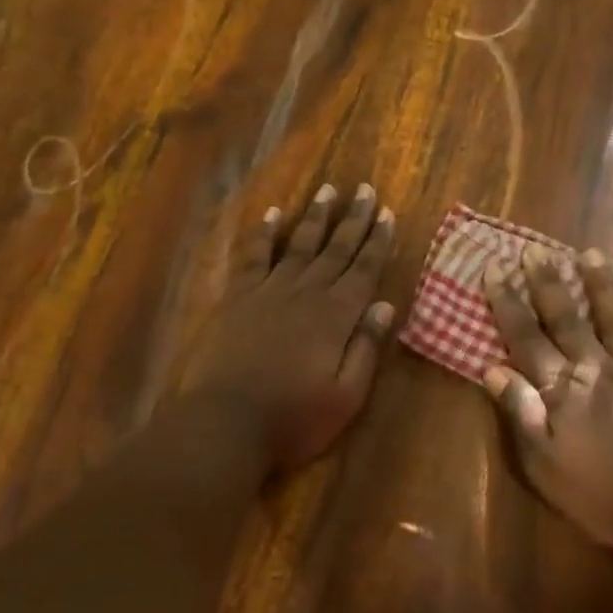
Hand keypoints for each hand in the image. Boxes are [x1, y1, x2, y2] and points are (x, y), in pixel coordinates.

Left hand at [185, 182, 396, 473]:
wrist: (225, 423)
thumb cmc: (293, 418)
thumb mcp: (346, 396)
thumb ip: (366, 347)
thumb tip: (385, 305)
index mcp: (336, 316)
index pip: (364, 270)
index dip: (377, 241)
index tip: (387, 213)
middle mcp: (306, 293)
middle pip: (335, 249)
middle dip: (353, 219)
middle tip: (364, 189)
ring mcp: (269, 291)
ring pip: (298, 244)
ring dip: (315, 217)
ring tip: (328, 190)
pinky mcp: (238, 297)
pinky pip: (254, 256)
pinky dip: (264, 233)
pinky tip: (273, 214)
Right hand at [481, 245, 612, 561]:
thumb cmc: (607, 498)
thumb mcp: (546, 467)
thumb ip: (521, 414)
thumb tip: (492, 369)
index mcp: (563, 390)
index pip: (526, 337)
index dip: (507, 302)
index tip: (494, 267)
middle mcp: (598, 368)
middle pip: (568, 318)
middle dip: (548, 282)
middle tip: (535, 250)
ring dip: (601, 283)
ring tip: (589, 252)